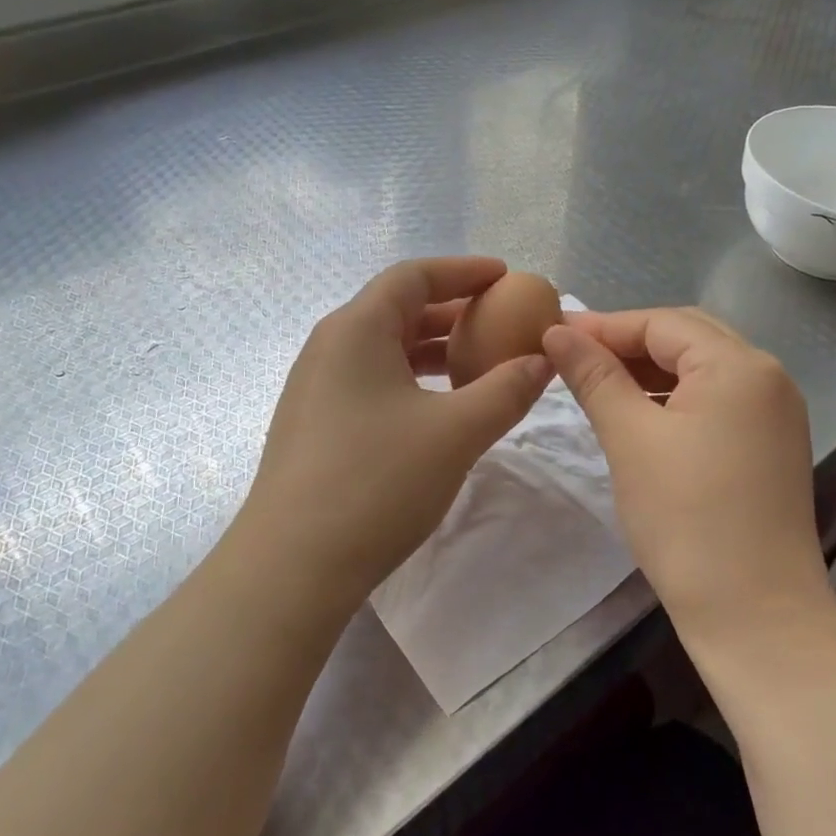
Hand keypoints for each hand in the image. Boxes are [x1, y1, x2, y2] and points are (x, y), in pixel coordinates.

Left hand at [238, 258, 553, 610]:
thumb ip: (506, 390)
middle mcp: (330, 346)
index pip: (414, 276)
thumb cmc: (377, 483)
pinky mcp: (316, 424)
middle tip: (501, 323)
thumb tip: (542, 361)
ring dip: (433, 349)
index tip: (506, 277)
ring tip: (478, 363)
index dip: (463, 271)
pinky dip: (412, 379)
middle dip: (453, 311)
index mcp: (357, 329)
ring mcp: (317, 387)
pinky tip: (439, 408)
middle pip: (398, 309)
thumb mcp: (457, 432)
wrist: (293, 565)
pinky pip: (372, 380)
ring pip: (384, 348)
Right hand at [543, 308, 828, 632]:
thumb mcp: (629, 438)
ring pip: (701, 371)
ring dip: (650, 371)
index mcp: (739, 365)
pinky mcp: (771, 446)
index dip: (603, 326)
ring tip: (598, 384)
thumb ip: (594, 376)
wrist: (755, 614)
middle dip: (628, 343)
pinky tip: (640, 415)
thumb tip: (556, 332)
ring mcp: (776, 414)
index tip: (551, 334)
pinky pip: (716, 401)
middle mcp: (768, 377)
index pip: (662, 323)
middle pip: (687, 338)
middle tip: (572, 357)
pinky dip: (674, 399)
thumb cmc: (686, 518)